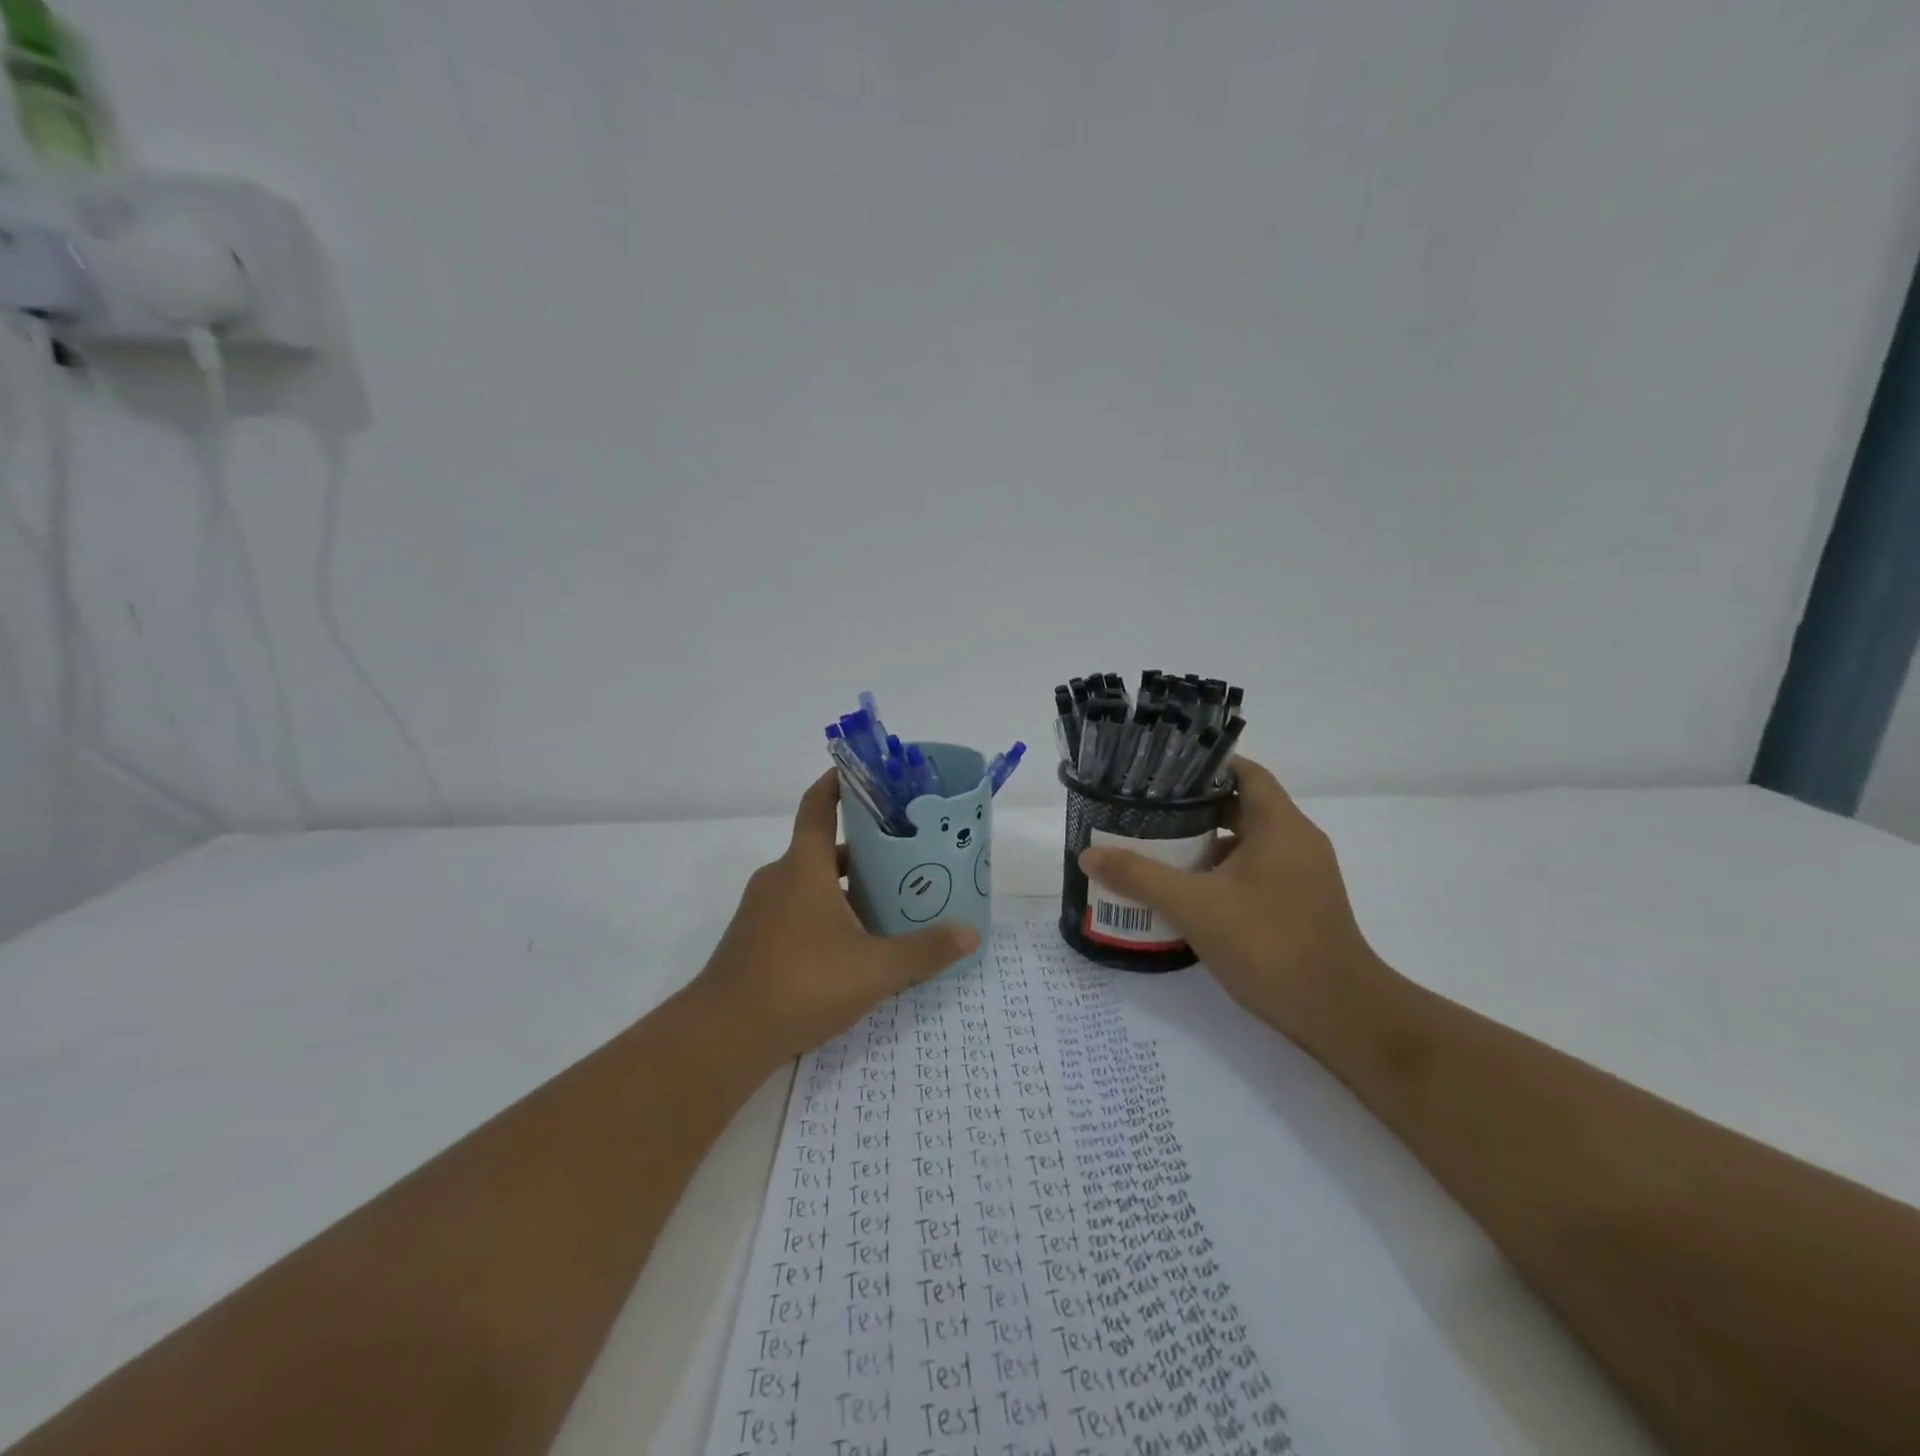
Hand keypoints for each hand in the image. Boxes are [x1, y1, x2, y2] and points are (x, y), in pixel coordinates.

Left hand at [686, 770, 980, 1067]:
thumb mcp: (874, 969)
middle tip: (904, 855)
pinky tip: (853, 946)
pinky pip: (796, 912)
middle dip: (863, 849)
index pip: (818, 806)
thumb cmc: (801, 983)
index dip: (838, 783)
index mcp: (804, 867)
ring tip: (887, 902)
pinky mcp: (754, 941)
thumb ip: (924, 951)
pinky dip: (825, 915)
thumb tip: (971, 933)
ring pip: (810, 884)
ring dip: (845, 887)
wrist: (723, 1036)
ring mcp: (761, 911)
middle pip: (823, 848)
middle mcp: (779, 879)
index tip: (864, 775)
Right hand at [1078, 757, 1385, 1046]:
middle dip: (1196, 808)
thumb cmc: (1269, 944)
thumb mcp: (1194, 907)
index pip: (1244, 772)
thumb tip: (1089, 855)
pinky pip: (1257, 871)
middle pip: (1243, 806)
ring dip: (1208, 843)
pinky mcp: (1302, 903)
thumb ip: (1140, 877)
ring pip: (1249, 842)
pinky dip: (1224, 872)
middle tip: (1148, 811)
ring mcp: (1304, 874)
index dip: (1204, 766)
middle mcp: (1297, 841)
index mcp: (1280, 825)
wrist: (1339, 1014)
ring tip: (1160, 848)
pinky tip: (1190, 892)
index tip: (1162, 772)